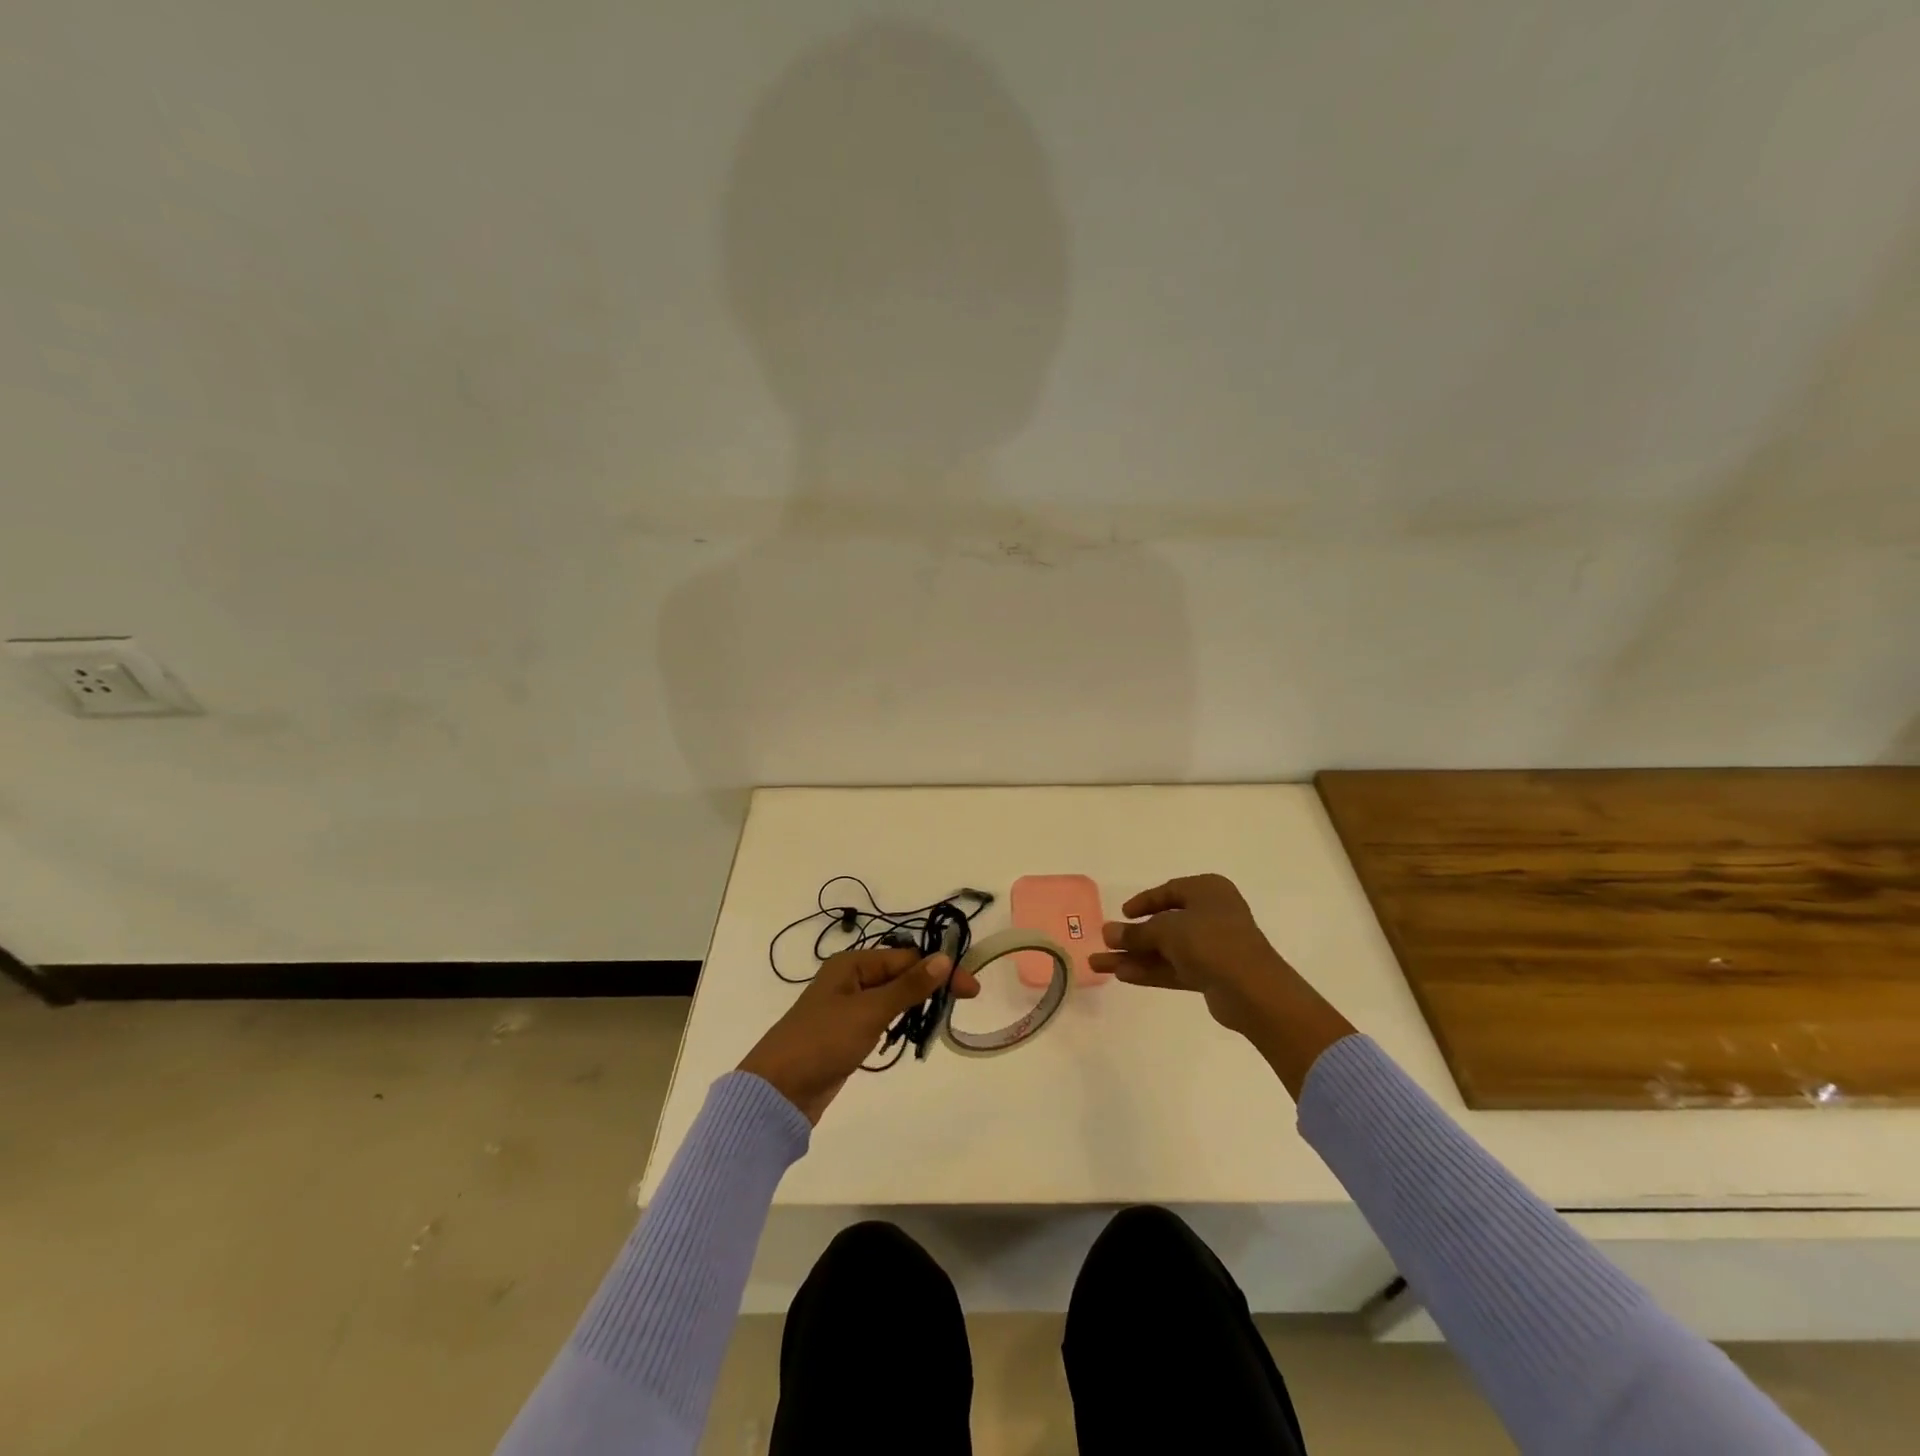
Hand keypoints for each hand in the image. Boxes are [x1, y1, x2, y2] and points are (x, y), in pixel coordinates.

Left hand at [739, 947, 980, 1123]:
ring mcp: (848, 1007)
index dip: (940, 970)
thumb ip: (909, 986)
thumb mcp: (870, 1011)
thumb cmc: (823, 1042)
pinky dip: (900, 1022)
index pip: (907, 958)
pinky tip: (914, 1032)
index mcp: (853, 964)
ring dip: (917, 1004)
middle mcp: (851, 979)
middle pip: (901, 974)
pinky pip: (882, 1018)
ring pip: (893, 997)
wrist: (778, 1091)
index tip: (971, 989)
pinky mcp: (847, 1033)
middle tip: (965, 1002)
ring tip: (944, 1017)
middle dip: (931, 986)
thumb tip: (944, 958)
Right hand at [1089, 874, 1299, 1035]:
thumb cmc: (1211, 941)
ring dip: (1135, 956)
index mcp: (1207, 891)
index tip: (1123, 913)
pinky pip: (1174, 968)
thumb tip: (1107, 932)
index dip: (1144, 902)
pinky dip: (1150, 970)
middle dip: (1133, 936)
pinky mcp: (1211, 975)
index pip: (1170, 891)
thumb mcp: (1167, 931)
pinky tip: (1121, 975)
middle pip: (1165, 924)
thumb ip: (1136, 933)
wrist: (1253, 989)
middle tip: (1103, 942)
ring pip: (1166, 949)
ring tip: (1098, 964)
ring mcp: (1213, 947)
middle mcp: (1212, 914)